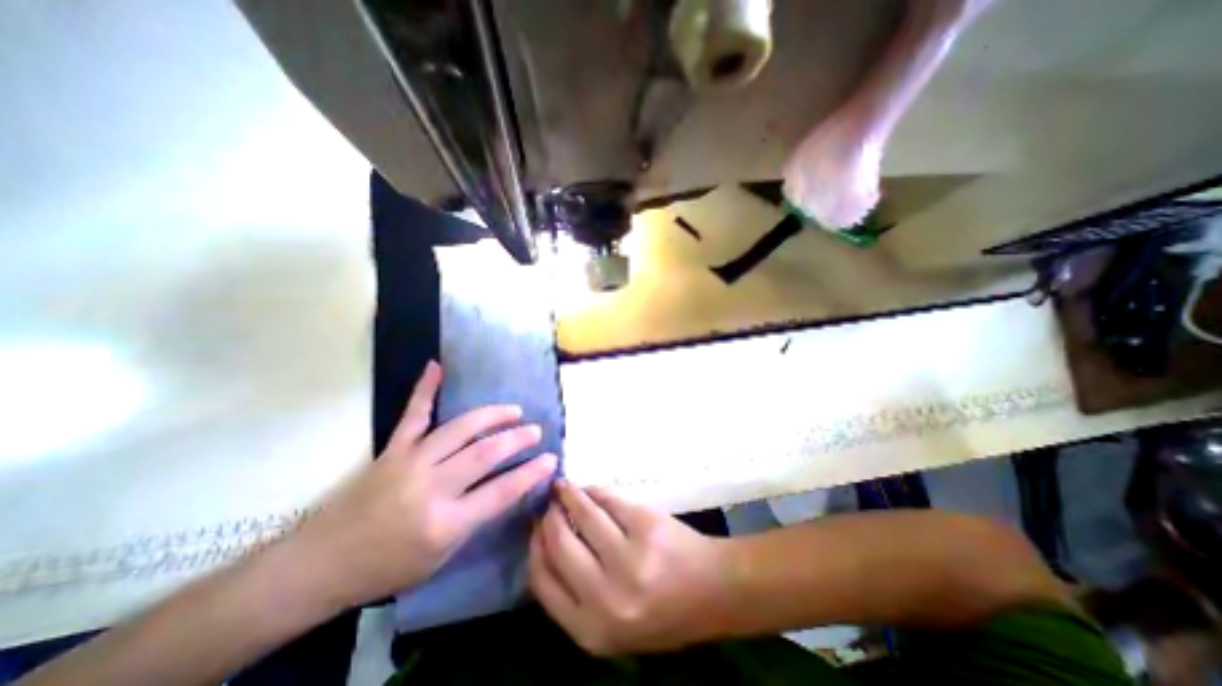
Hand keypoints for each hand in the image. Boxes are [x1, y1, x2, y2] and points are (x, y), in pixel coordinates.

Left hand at [292, 361, 555, 608]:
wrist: (323, 563)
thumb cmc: (388, 566)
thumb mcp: (442, 555)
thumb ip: (476, 516)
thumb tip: (509, 485)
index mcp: (445, 522)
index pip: (501, 492)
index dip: (530, 473)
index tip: (551, 458)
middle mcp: (431, 487)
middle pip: (484, 454)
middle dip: (516, 439)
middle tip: (536, 430)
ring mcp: (411, 462)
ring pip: (460, 429)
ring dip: (491, 416)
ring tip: (513, 410)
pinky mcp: (393, 449)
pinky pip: (414, 414)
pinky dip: (426, 389)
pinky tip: (437, 367)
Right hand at [529, 481, 728, 654]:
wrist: (713, 591)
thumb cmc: (663, 613)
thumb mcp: (612, 625)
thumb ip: (575, 595)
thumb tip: (545, 544)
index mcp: (591, 630)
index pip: (542, 581)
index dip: (535, 548)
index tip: (534, 528)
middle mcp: (605, 597)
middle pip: (559, 543)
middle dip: (549, 518)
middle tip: (548, 504)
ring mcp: (627, 558)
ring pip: (583, 514)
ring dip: (569, 496)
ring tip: (563, 488)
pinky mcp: (645, 526)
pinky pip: (608, 500)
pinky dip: (594, 491)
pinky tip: (590, 490)